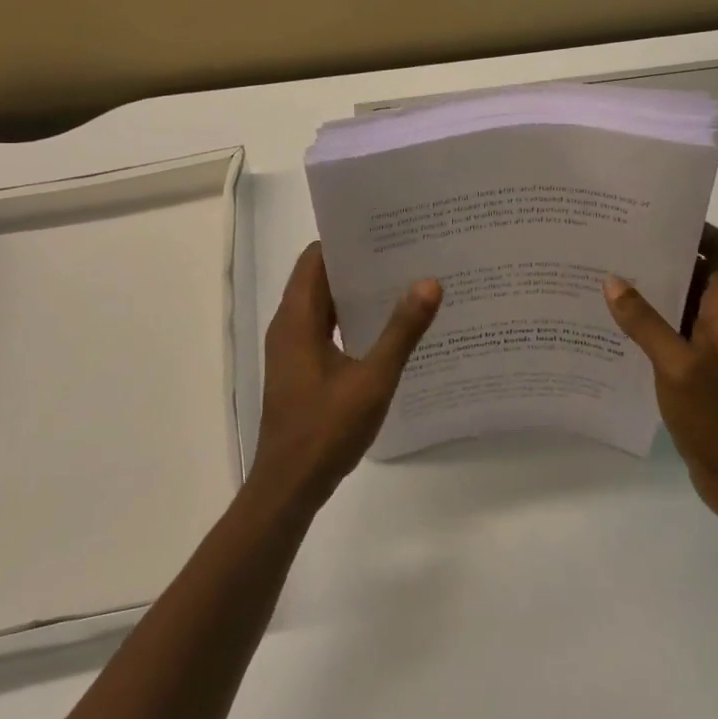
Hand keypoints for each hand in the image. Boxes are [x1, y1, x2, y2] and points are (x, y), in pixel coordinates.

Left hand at [250, 243, 441, 512]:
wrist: (288, 487)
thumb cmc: (326, 429)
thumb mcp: (372, 379)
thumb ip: (401, 331)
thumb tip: (429, 281)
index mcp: (297, 318)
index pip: (315, 257)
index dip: (346, 240)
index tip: (384, 231)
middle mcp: (289, 325)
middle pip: (320, 278)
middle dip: (359, 264)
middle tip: (405, 254)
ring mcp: (292, 349)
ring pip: (323, 305)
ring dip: (356, 293)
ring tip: (402, 283)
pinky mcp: (300, 369)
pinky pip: (325, 329)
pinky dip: (351, 320)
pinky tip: (387, 329)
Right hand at [605, 224, 717, 516]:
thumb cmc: (716, 416)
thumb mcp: (676, 365)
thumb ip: (645, 323)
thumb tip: (613, 281)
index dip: (697, 229)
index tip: (656, 216)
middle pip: (698, 272)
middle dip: (664, 254)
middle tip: (619, 241)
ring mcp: (711, 346)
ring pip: (682, 302)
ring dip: (654, 288)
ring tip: (609, 274)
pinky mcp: (698, 367)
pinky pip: (673, 330)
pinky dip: (651, 320)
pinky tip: (616, 323)